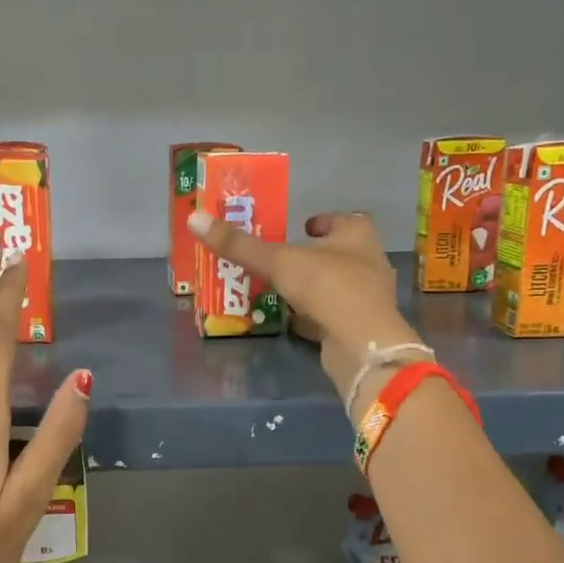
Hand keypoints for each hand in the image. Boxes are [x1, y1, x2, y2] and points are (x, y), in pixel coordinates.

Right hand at [185, 208, 421, 415]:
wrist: (361, 343)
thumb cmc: (327, 286)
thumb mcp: (278, 262)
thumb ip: (240, 245)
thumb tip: (194, 219)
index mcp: (358, 235)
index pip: (342, 219)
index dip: (321, 222)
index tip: (301, 226)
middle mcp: (369, 262)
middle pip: (340, 253)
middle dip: (314, 255)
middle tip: (283, 258)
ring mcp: (368, 297)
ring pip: (337, 285)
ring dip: (314, 286)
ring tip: (282, 288)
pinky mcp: (360, 327)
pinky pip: (334, 314)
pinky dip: (316, 315)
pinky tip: (294, 319)